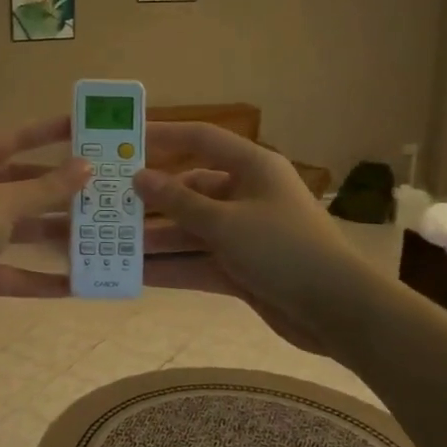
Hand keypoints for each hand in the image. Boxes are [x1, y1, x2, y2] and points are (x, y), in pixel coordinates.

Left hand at [0, 117, 90, 336]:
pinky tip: (76, 283)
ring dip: (54, 233)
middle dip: (58, 190)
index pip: (12, 140)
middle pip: (20, 186)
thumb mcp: (2, 203)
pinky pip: (13, 271)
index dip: (46, 133)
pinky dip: (39, 277)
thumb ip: (45, 188)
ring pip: (20, 229)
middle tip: (101, 189)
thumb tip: (86, 166)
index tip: (82, 129)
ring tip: (99, 234)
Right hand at [133, 123, 356, 351]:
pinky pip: (199, 261)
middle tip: (109, 206)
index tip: (124, 141)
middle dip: (152, 201)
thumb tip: (139, 176)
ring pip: (191, 230)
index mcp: (252, 167)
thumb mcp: (225, 222)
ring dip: (157, 239)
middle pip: (190, 190)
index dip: (163, 136)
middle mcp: (246, 195)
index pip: (201, 139)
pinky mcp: (242, 268)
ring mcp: (244, 234)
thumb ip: (178, 201)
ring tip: (112, 244)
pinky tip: (136, 275)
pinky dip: (173, 267)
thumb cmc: (282, 249)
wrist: (337, 310)